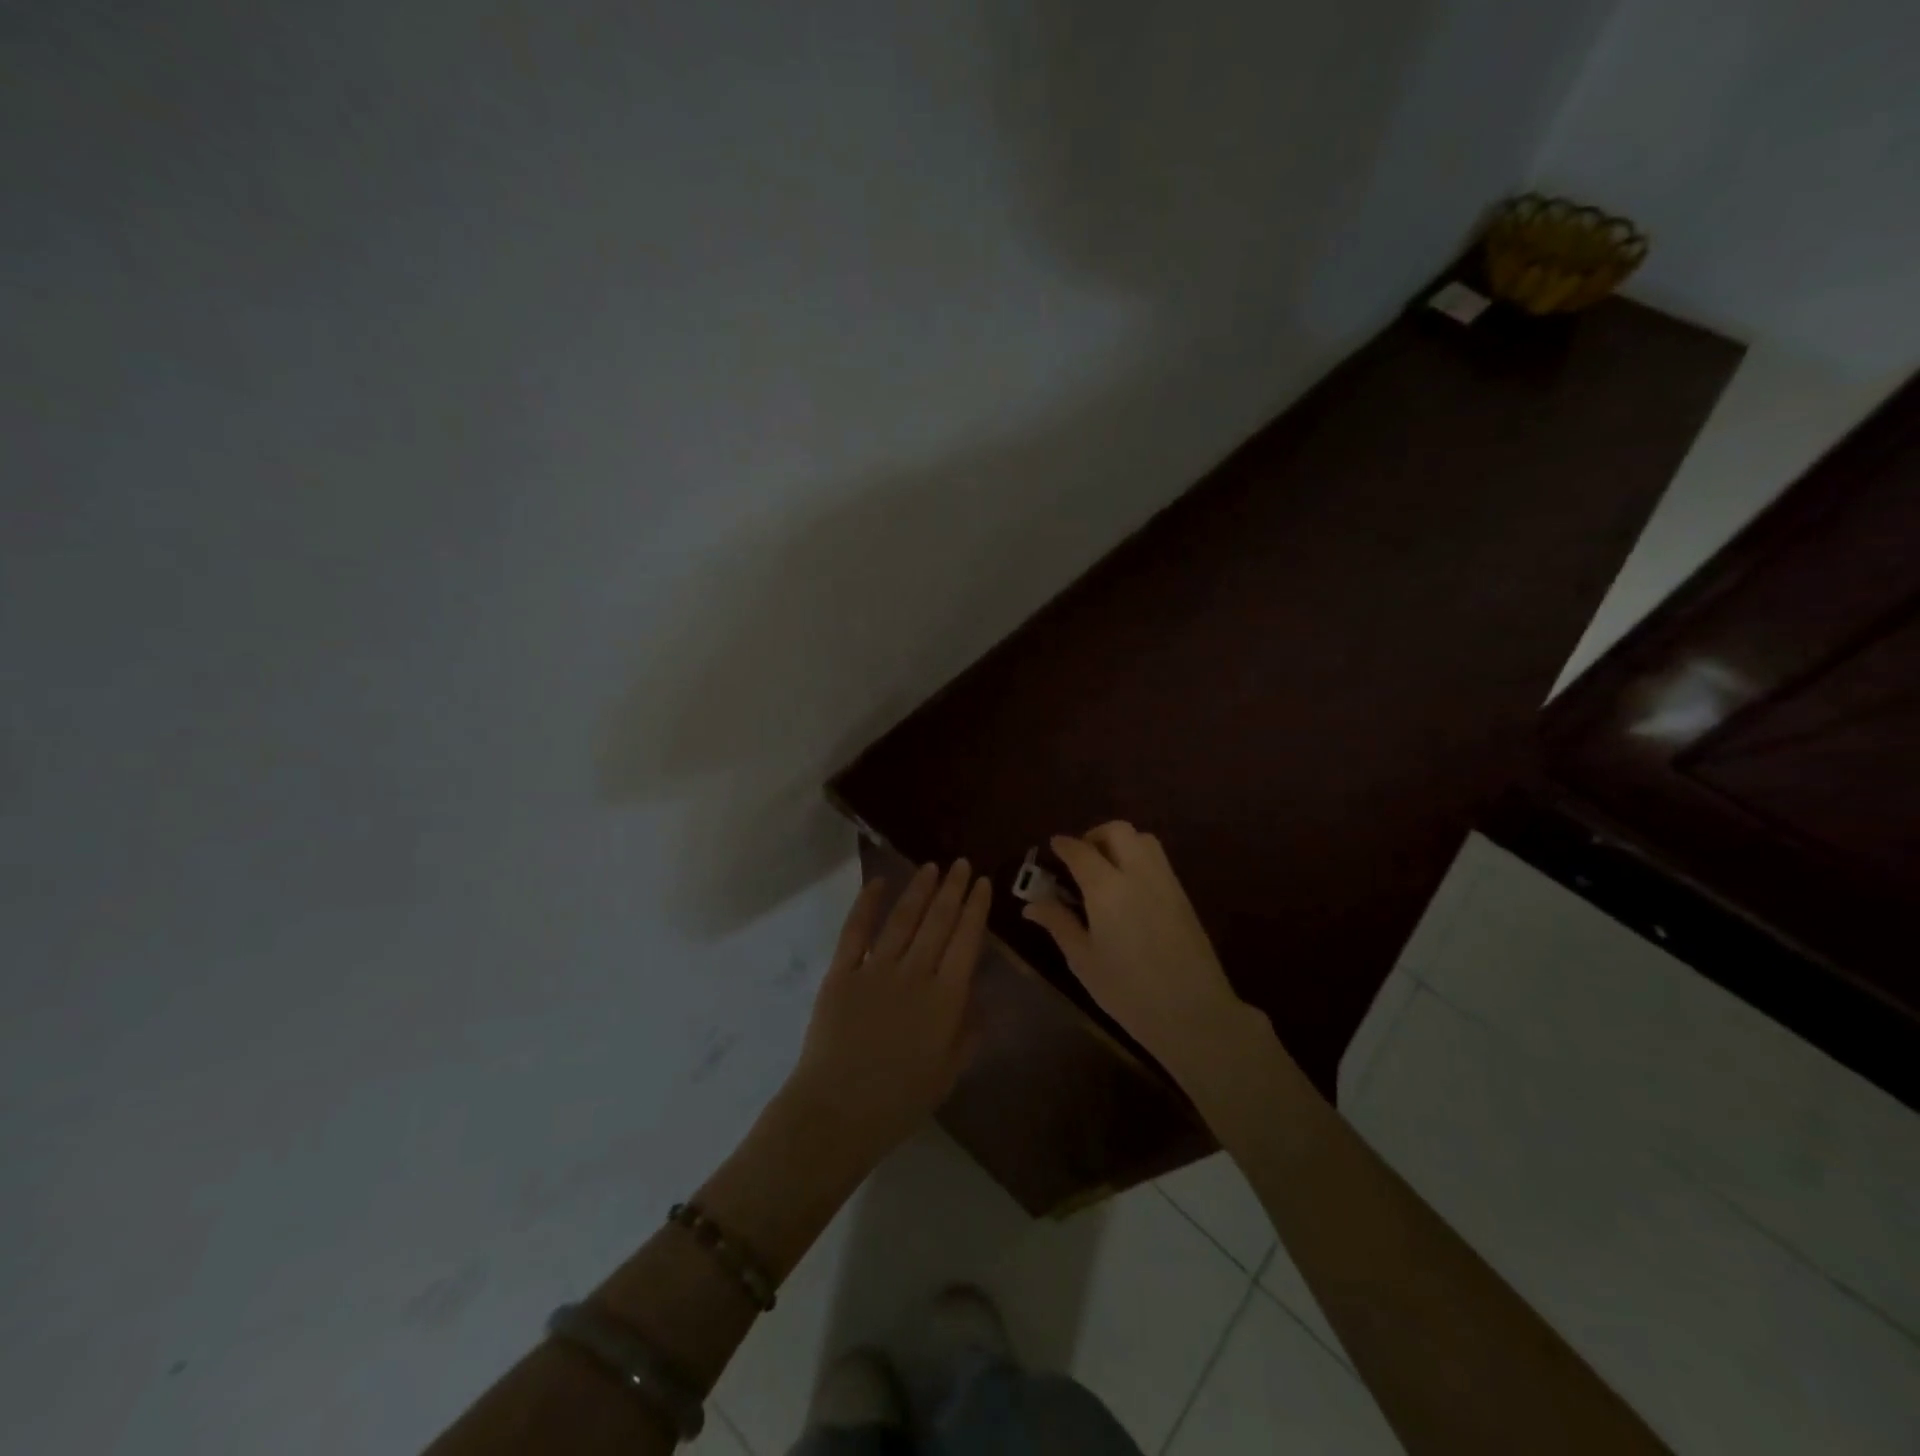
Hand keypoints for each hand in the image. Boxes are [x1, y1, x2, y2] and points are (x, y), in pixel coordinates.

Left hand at [784, 861, 989, 1165]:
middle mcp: (915, 974)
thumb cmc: (900, 1100)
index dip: (976, 909)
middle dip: (953, 889)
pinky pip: (856, 931)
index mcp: (946, 998)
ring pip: (902, 919)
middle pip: (938, 922)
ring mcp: (875, 970)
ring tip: (931, 867)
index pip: (967, 941)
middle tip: (961, 864)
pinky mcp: (841, 973)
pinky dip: (867, 903)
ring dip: (919, 889)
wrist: (838, 1112)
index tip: (982, 883)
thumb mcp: (949, 1072)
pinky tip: (878, 883)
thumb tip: (979, 995)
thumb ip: (969, 1031)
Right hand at [1022, 823, 1248, 1074]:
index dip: (1063, 845)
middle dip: (1094, 835)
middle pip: (1117, 831)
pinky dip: (1139, 858)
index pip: (1080, 851)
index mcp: (1107, 888)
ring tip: (1105, 869)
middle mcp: (1138, 873)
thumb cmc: (1128, 991)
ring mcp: (1165, 882)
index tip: (1052, 847)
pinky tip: (1128, 888)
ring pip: (1143, 839)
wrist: (1194, 1013)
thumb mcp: (1083, 960)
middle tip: (1080, 857)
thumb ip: (1058, 924)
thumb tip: (1032, 905)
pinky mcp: (1183, 896)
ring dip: (1121, 842)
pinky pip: (1158, 860)